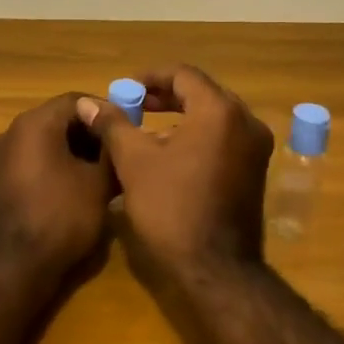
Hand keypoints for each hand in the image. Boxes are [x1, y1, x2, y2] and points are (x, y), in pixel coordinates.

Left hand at [0, 93, 115, 284]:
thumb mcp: (99, 184)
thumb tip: (120, 137)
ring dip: (73, 149)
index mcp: (34, 123)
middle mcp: (11, 131)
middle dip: (89, 132)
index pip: (76, 100)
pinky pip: (31, 158)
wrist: (15, 265)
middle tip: (117, 151)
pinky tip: (76, 184)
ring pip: (44, 139)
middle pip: (57, 118)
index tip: (127, 129)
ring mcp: (0, 155)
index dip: (105, 111)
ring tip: (101, 170)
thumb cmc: (62, 217)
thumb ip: (112, 152)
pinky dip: (54, 163)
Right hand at [77, 66, 273, 282]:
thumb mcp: (134, 162)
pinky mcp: (255, 172)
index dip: (149, 77)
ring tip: (145, 129)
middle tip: (133, 105)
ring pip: (214, 117)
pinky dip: (197, 136)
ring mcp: (255, 149)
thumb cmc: (171, 207)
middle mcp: (246, 123)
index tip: (124, 89)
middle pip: (202, 93)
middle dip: (165, 96)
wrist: (214, 268)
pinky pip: (224, 139)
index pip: (183, 75)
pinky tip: (169, 153)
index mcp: (219, 112)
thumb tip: (87, 103)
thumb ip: (113, 125)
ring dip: (180, 116)